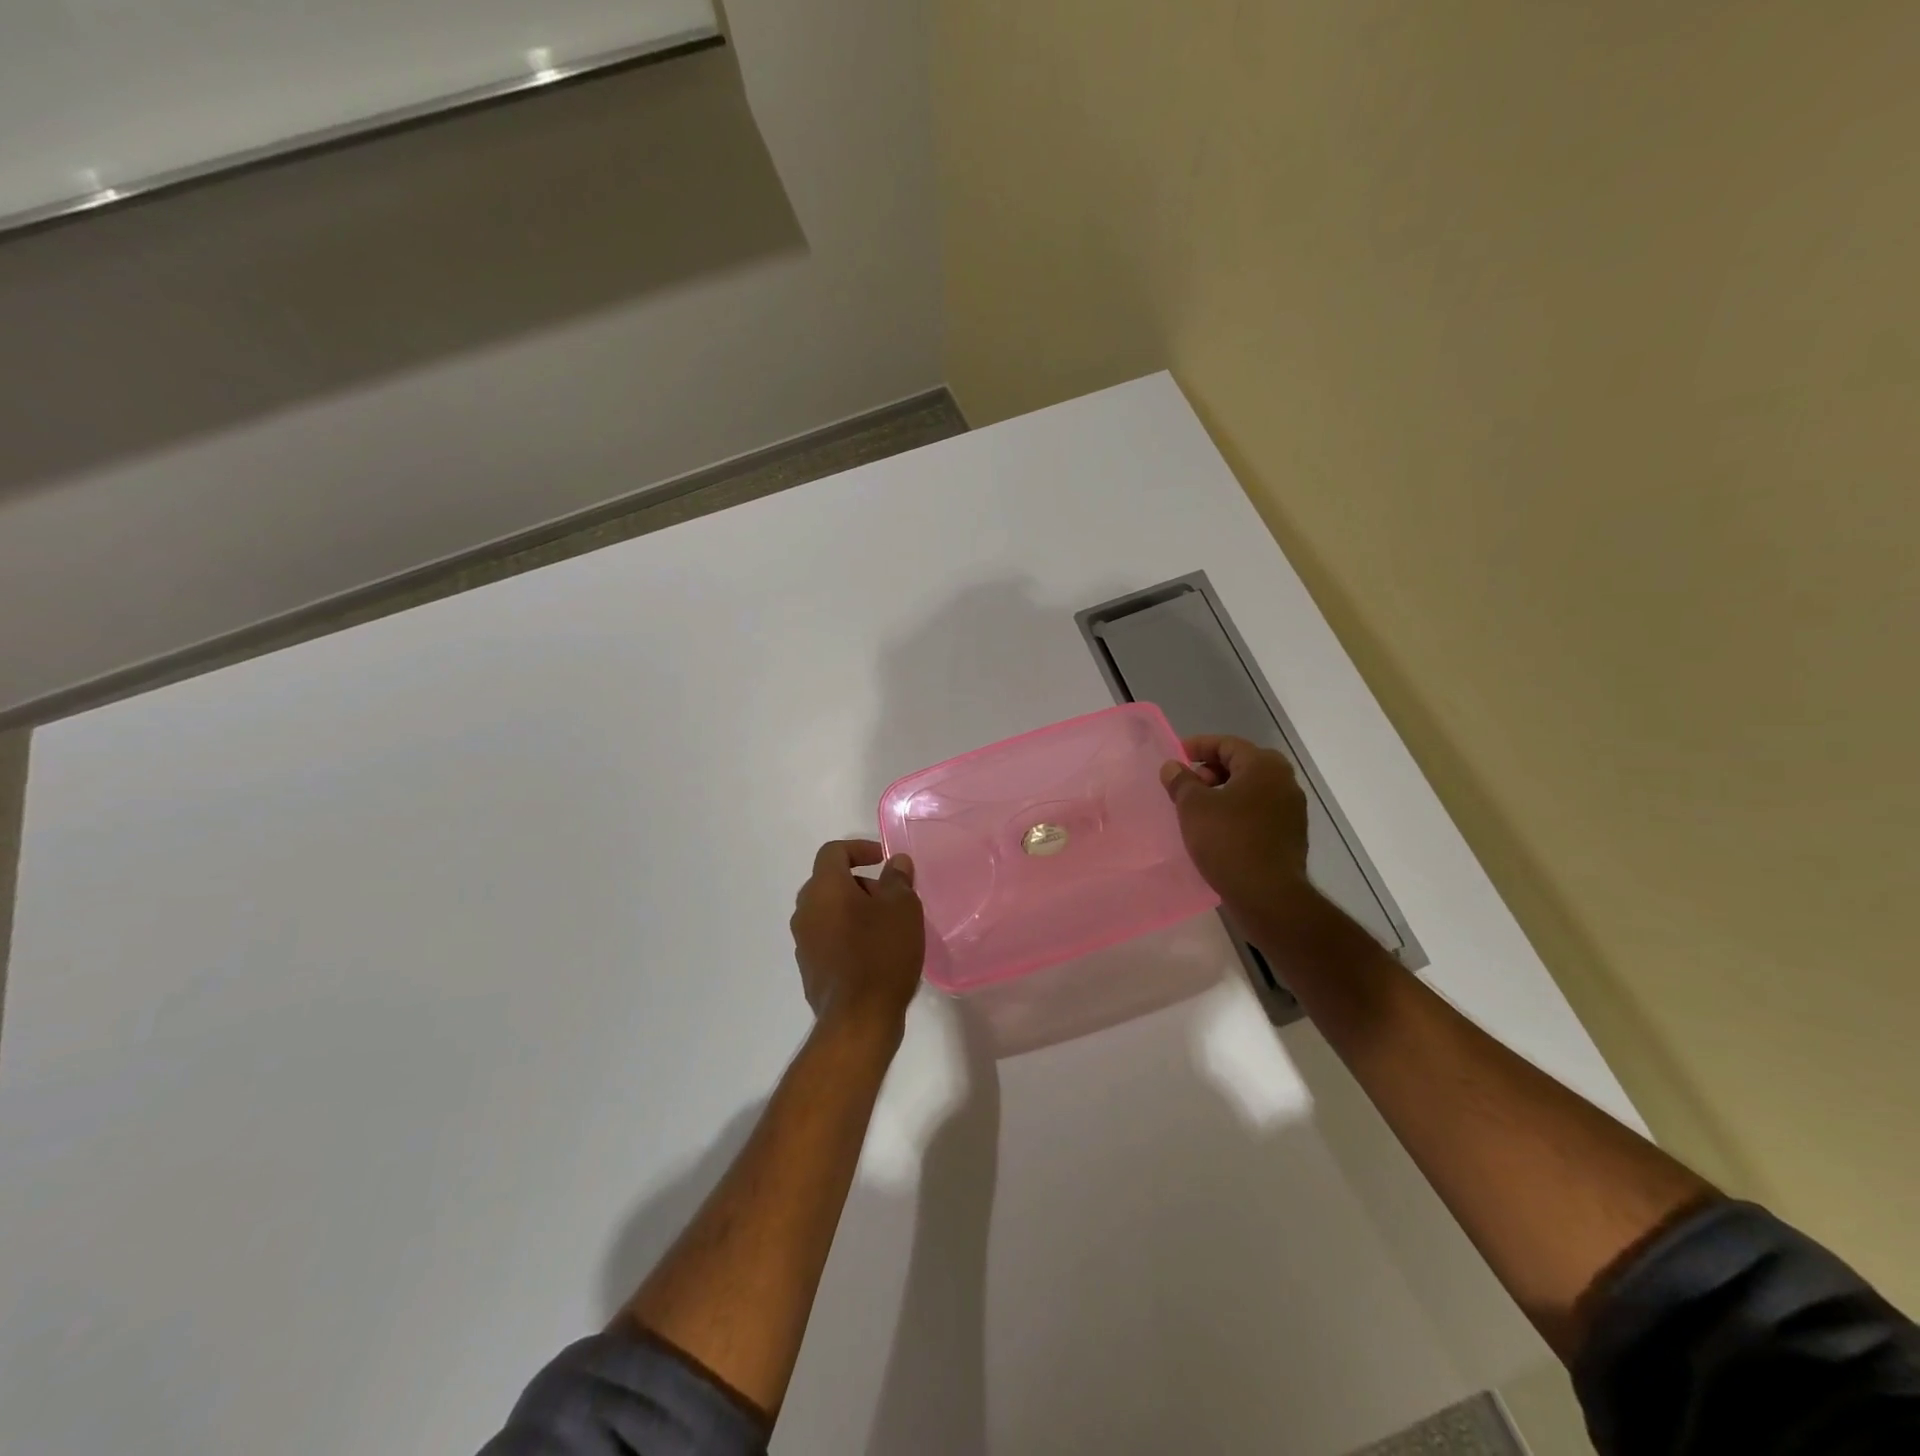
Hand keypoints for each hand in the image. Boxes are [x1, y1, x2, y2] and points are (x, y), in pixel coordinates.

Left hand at [790, 839, 925, 1033]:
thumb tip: (895, 863)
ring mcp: (804, 943)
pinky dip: (848, 935)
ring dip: (855, 911)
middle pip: (830, 882)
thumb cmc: (882, 954)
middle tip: (891, 898)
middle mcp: (806, 911)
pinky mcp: (810, 969)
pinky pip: (829, 939)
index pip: (833, 852)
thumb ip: (898, 879)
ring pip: (829, 912)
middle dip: (861, 883)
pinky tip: (875, 954)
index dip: (859, 849)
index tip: (884, 860)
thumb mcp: (902, 909)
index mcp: (824, 889)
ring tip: (887, 928)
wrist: (858, 1019)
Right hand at [1160, 734, 1315, 940]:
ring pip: (1251, 789)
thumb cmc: (1228, 841)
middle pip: (1242, 764)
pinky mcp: (1290, 835)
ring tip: (1197, 810)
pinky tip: (1217, 830)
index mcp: (1264, 766)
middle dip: (1211, 771)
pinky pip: (1259, 812)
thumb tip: (1173, 766)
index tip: (1175, 758)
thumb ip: (1181, 781)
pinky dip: (1237, 812)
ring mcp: (1292, 810)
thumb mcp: (1193, 807)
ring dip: (1223, 793)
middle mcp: (1284, 781)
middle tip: (1186, 786)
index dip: (1198, 747)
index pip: (1227, 744)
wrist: (1268, 895)